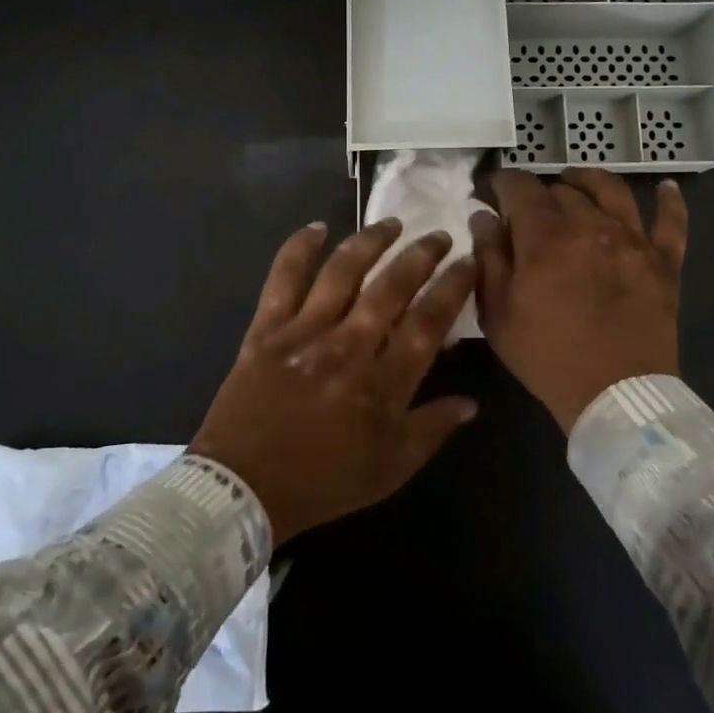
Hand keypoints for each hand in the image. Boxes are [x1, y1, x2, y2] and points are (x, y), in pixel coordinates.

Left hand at [189, 219, 479, 543]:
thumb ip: (432, 430)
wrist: (242, 489)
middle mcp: (348, 347)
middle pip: (391, 288)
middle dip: (421, 255)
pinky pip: (283, 279)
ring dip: (370, 242)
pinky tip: (316, 228)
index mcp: (382, 383)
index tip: (468, 262)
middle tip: (438, 235)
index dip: (453, 287)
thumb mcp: (390, 470)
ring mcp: (304, 333)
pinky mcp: (267, 329)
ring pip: (343, 272)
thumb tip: (471, 402)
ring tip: (391, 223)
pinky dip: (298, 249)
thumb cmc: (323, 483)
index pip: (428, 322)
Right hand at [471, 168, 688, 432]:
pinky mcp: (664, 261)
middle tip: (528, 210)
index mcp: (545, 236)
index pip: (519, 187)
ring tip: (575, 182)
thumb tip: (483, 215)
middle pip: (562, 189)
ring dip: (588, 181)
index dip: (501, 184)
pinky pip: (672, 222)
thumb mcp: (498, 312)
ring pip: (612, 190)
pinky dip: (669, 202)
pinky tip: (666, 188)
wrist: (615, 395)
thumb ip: (489, 257)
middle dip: (539, 192)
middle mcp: (590, 224)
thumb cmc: (547, 356)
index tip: (492, 192)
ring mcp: (633, 240)